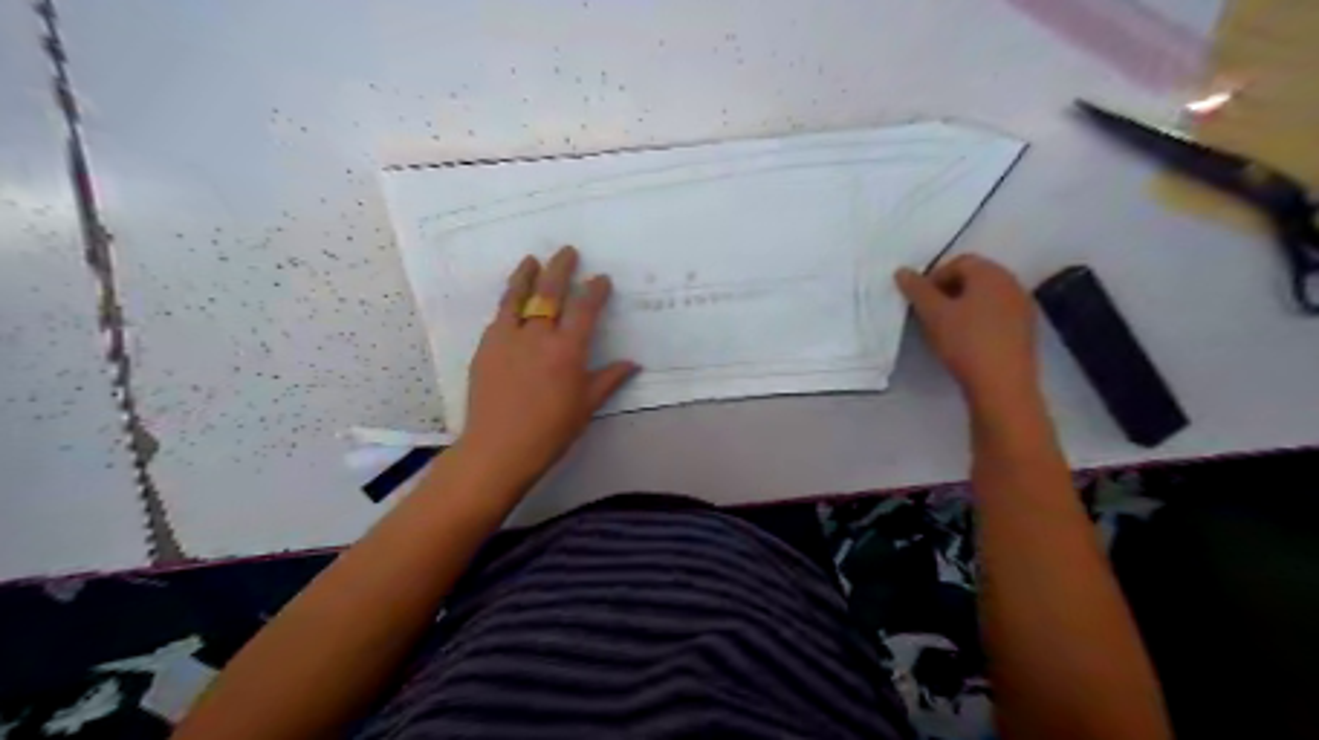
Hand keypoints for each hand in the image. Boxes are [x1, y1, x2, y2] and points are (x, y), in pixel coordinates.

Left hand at [459, 245, 640, 483]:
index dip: (595, 290)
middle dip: (561, 268)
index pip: (584, 309)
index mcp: (567, 350)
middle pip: (550, 292)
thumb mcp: (586, 406)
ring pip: (517, 297)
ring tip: (531, 260)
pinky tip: (511, 300)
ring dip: (526, 275)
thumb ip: (608, 379)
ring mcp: (507, 338)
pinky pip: (499, 317)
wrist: (498, 448)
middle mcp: (538, 335)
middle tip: (567, 251)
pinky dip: (508, 302)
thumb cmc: (550, 431)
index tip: (601, 278)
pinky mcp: (486, 347)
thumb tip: (633, 364)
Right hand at [895, 252, 1041, 402]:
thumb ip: (916, 290)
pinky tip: (967, 340)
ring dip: (963, 305)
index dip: (934, 278)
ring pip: (986, 296)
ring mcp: (1022, 306)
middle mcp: (1011, 282)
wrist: (1003, 384)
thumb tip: (902, 271)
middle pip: (974, 277)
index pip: (958, 262)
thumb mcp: (933, 314)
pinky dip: (979, 318)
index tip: (920, 301)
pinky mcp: (1026, 328)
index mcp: (990, 273)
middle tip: (929, 313)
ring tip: (946, 327)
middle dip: (948, 291)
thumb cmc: (965, 342)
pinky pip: (997, 313)